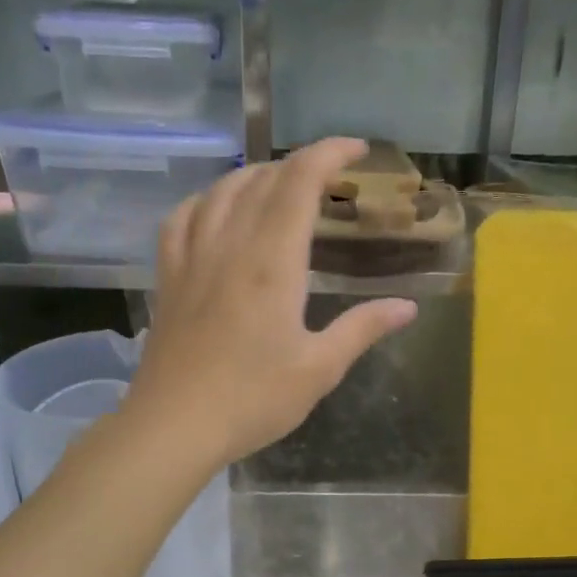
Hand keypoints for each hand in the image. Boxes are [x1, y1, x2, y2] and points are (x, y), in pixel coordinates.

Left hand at [125, 138, 417, 469]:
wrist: (175, 425)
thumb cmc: (253, 399)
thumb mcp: (319, 369)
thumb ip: (362, 329)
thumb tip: (407, 307)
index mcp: (272, 261)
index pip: (299, 181)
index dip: (329, 153)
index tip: (356, 150)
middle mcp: (229, 245)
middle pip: (262, 179)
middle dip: (299, 165)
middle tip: (328, 179)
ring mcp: (192, 258)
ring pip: (221, 191)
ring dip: (255, 176)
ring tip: (279, 186)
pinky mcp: (168, 277)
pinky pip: (183, 217)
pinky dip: (206, 200)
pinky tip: (215, 210)